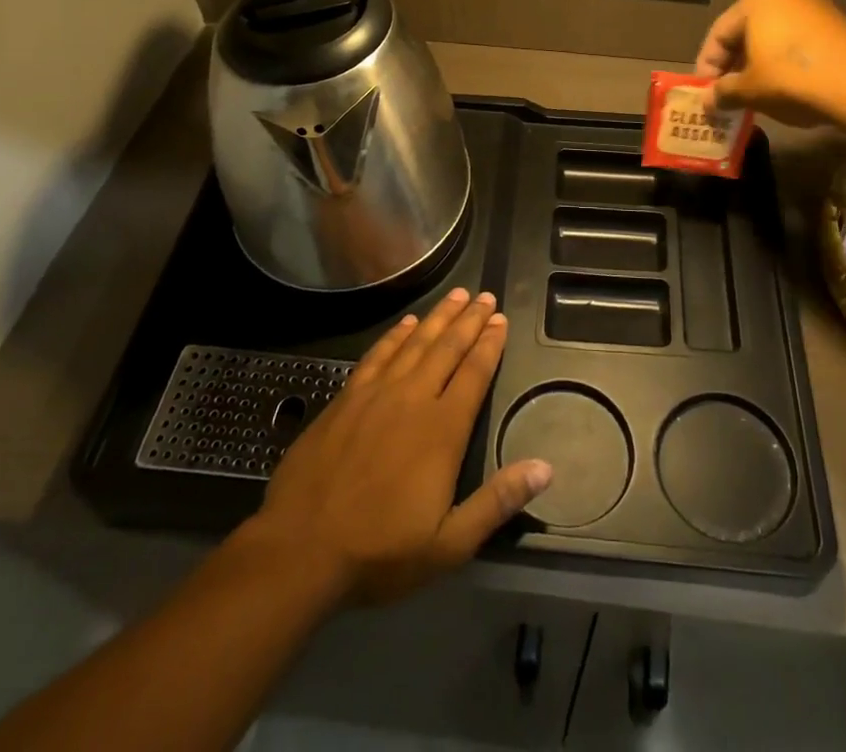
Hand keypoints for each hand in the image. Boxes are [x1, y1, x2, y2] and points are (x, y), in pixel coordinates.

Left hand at [250, 288, 552, 605]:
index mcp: (442, 429)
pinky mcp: (346, 398)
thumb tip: (545, 468)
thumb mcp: (449, 544)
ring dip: (439, 317)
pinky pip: (378, 354)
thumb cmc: (379, 551)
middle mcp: (413, 399)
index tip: (501, 319)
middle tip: (485, 296)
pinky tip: (407, 323)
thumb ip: (497, 502)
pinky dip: (396, 335)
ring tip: (457, 295)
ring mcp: (376, 394)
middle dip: (469, 320)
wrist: (300, 547)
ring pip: (415, 343)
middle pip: (448, 348)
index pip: (474, 374)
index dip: (490, 344)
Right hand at [694, 0, 845, 127]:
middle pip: (748, 33)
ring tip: (756, 96)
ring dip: (761, 66)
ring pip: (776, 39)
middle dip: (734, 65)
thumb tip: (707, 101)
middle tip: (726, 94)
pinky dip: (788, 65)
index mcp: (758, 0)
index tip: (704, 92)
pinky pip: (801, 45)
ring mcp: (819, 9)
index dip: (706, 65)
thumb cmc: (793, 80)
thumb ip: (723, 93)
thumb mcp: (749, 90)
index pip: (719, 33)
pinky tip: (788, 90)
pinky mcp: (841, 27)